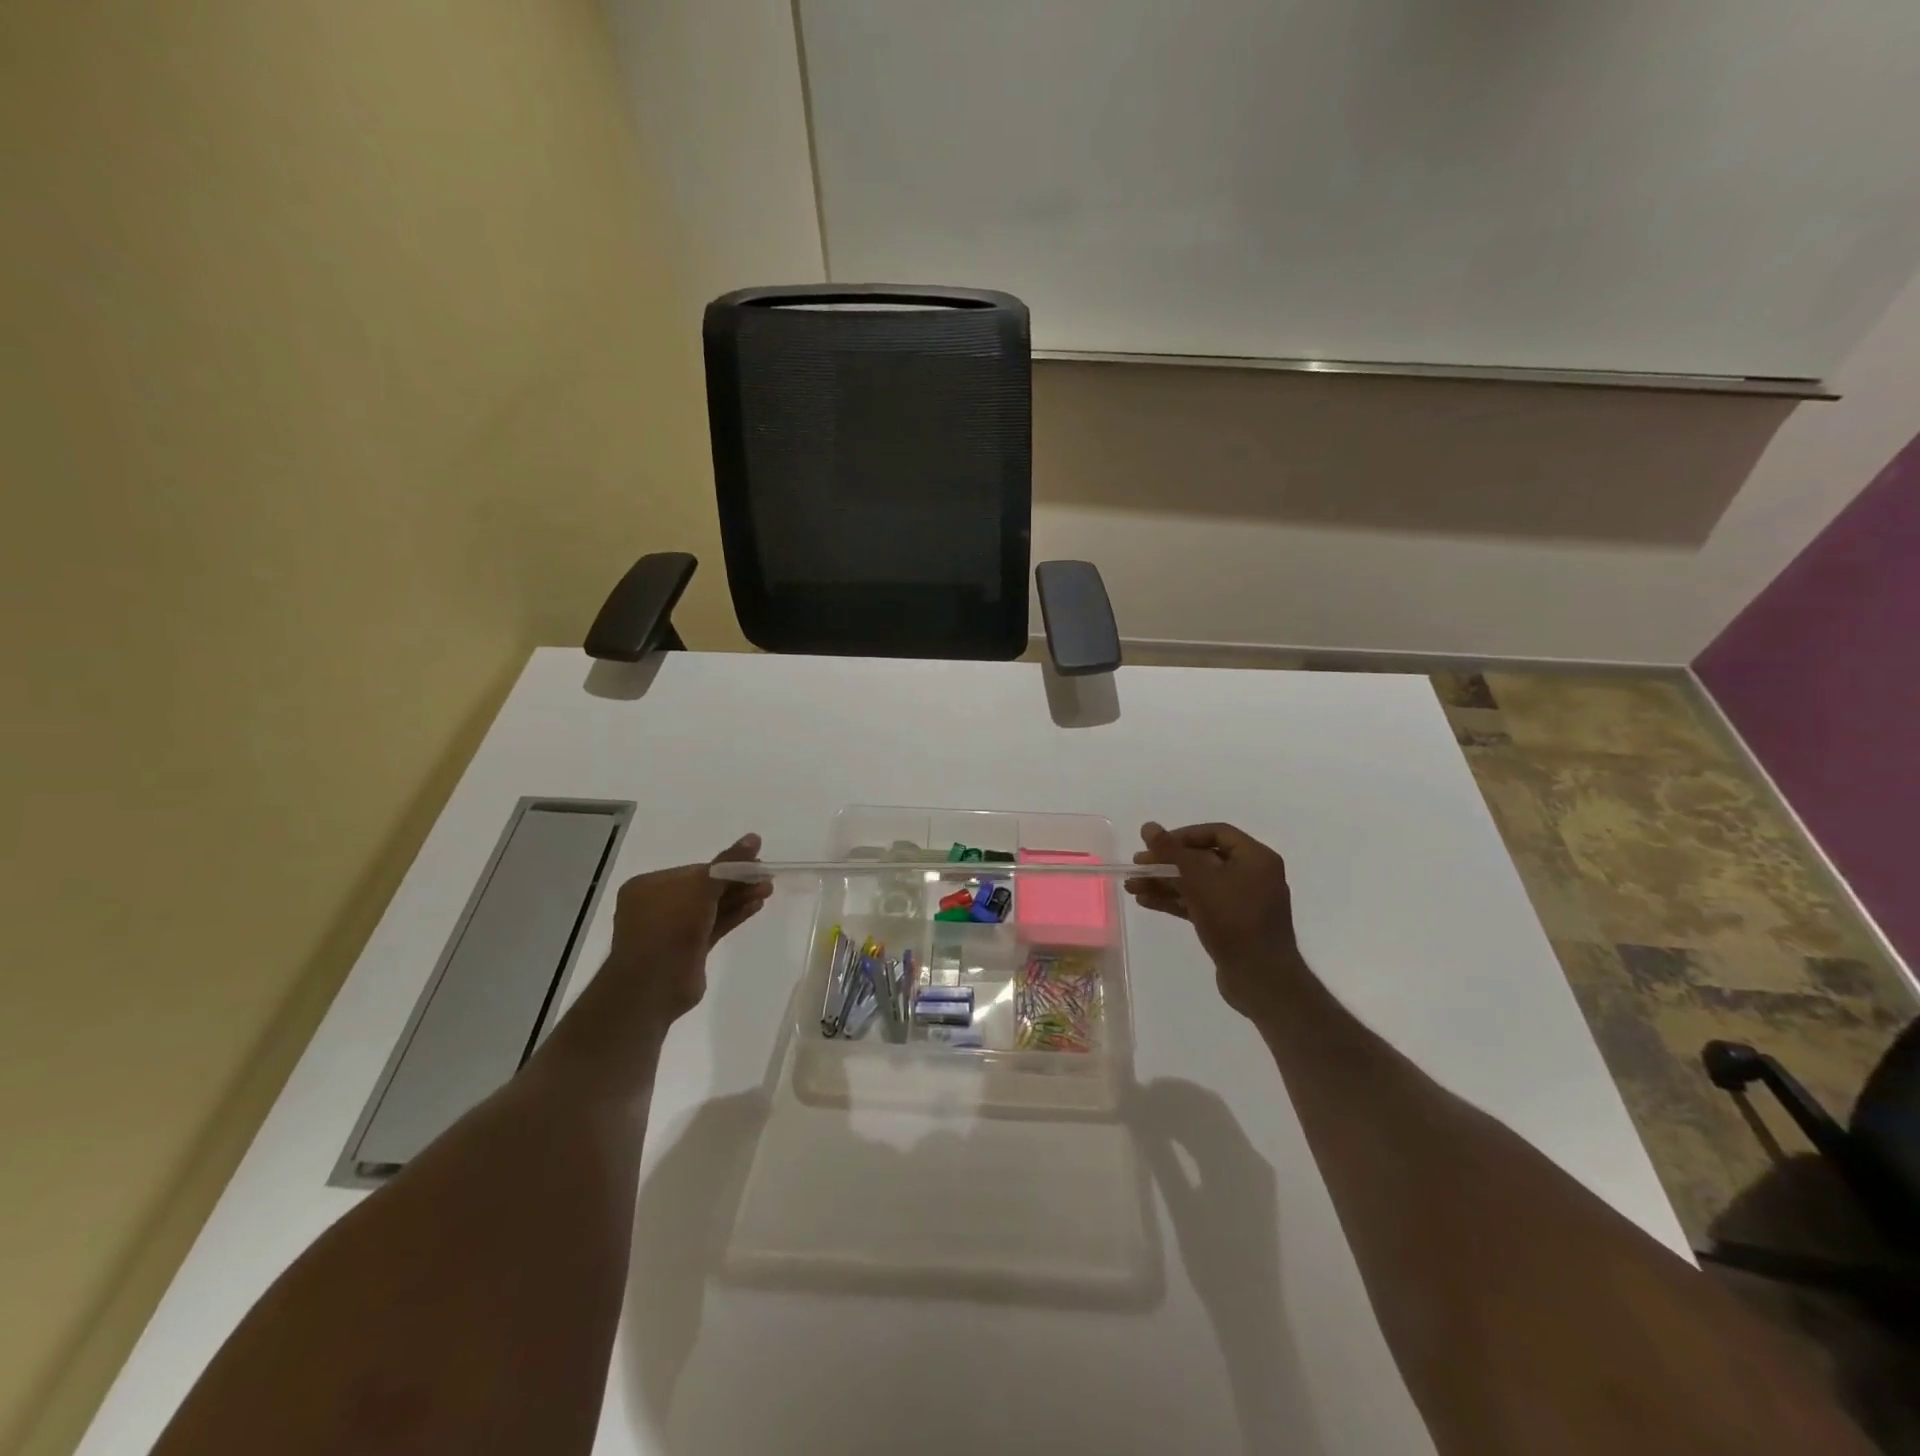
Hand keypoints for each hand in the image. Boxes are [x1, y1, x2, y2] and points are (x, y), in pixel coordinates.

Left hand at [602, 834, 770, 1030]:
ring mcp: (673, 930)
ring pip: (712, 908)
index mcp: (648, 886)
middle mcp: (658, 905)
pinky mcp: (688, 950)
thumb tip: (754, 837)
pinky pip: (714, 926)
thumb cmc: (670, 925)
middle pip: (705, 888)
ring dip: (739, 898)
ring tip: (768, 890)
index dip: (726, 866)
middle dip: (737, 882)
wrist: (653, 985)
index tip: (754, 863)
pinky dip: (734, 915)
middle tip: (766, 877)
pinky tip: (757, 905)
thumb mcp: (701, 886)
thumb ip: (729, 863)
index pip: (695, 870)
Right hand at [1126, 822, 1305, 1020]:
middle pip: (1203, 859)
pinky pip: (1200, 904)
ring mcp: (1241, 902)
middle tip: (1137, 865)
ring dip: (1165, 883)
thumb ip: (1173, 851)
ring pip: (1197, 884)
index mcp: (1255, 858)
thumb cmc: (1235, 921)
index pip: (1216, 833)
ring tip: (1132, 887)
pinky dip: (1175, 901)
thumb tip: (1148, 826)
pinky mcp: (1231, 924)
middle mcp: (1252, 875)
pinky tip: (1146, 902)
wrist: (1261, 979)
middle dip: (1167, 862)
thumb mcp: (1200, 880)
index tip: (1155, 844)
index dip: (1182, 835)